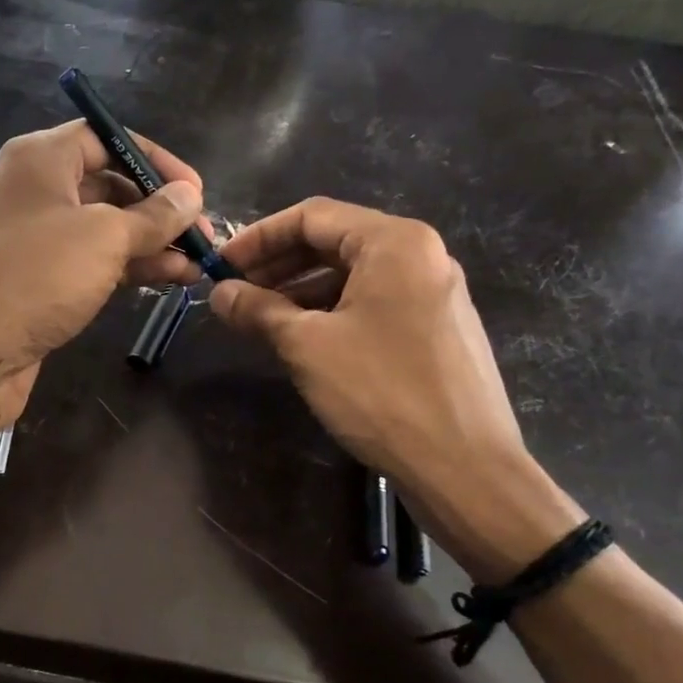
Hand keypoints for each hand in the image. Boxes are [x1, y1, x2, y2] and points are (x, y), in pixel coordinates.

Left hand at [0, 119, 207, 425]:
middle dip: (158, 209)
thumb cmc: (36, 277)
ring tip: (197, 264)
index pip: (108, 138)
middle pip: (109, 186)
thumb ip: (154, 216)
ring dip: (151, 245)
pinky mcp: (39, 283)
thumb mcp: (105, 238)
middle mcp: (36, 191)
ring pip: (104, 230)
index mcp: (41, 159)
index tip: (196, 191)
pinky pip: (92, 264)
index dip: (155, 161)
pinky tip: (169, 280)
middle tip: (202, 236)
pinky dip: (128, 269)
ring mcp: (36, 240)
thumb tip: (191, 196)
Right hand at [210, 198, 582, 579]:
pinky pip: (374, 303)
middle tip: (235, 294)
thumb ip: (259, 310)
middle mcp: (421, 255)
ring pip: (353, 276)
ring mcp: (434, 293)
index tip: (221, 266)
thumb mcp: (306, 345)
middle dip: (278, 265)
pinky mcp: (437, 329)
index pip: (312, 216)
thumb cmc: (380, 392)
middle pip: (334, 242)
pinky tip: (303, 341)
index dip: (258, 238)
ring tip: (261, 321)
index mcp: (395, 242)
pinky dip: (332, 312)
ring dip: (301, 292)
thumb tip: (219, 293)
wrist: (463, 466)